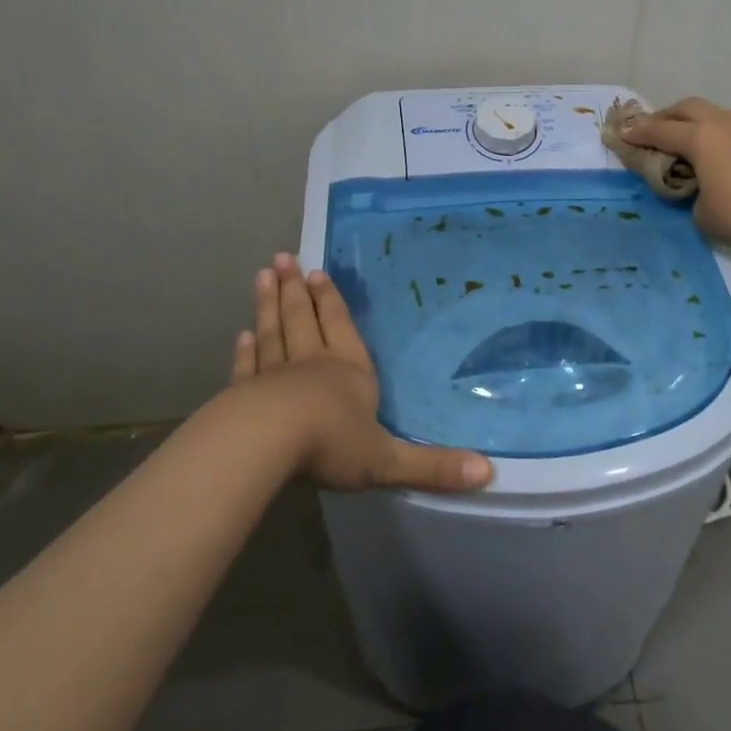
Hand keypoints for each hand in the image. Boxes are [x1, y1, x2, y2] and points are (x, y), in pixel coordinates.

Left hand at [233, 254, 493, 493]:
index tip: (316, 273)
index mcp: (349, 371)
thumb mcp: (388, 461)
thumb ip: (433, 466)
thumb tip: (488, 472)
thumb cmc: (333, 444)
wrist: (267, 444)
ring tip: (263, 275)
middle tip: (283, 259)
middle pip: (302, 319)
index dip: (330, 301)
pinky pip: (248, 366)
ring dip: (268, 305)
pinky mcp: (244, 395)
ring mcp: (274, 377)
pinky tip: (242, 334)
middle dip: (295, 290)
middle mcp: (311, 364)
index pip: (340, 327)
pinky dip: (245, 350)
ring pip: (273, 332)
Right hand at [620, 98, 730, 255]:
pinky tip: (728, 156)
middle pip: (688, 108)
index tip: (624, 134)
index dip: (639, 133)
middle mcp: (724, 123)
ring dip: (698, 123)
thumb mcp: (702, 214)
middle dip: (667, 117)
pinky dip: (724, 135)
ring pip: (717, 114)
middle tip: (655, 130)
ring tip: (693, 141)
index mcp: (700, 139)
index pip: (660, 131)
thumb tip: (699, 188)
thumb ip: (691, 195)